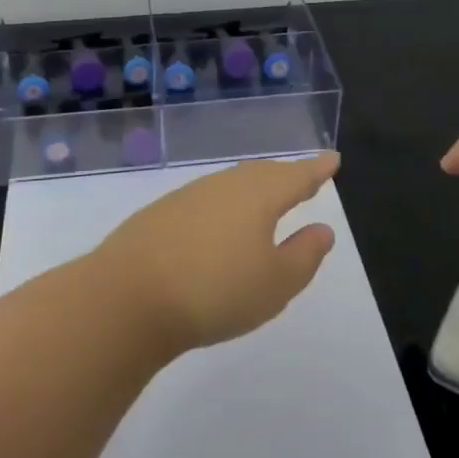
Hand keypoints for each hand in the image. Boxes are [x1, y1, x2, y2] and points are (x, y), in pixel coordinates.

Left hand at [92, 153, 340, 348]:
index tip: (332, 158)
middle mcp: (223, 186)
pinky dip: (224, 205)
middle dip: (285, 175)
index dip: (316, 169)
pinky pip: (206, 200)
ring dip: (253, 188)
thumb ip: (304, 255)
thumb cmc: (215, 292)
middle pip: (262, 174)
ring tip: (265, 199)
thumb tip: (322, 230)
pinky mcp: (159, 215)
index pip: (296, 176)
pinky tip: (219, 224)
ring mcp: (187, 197)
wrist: (126, 298)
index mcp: (257, 196)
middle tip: (302, 178)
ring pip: (231, 184)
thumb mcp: (275, 283)